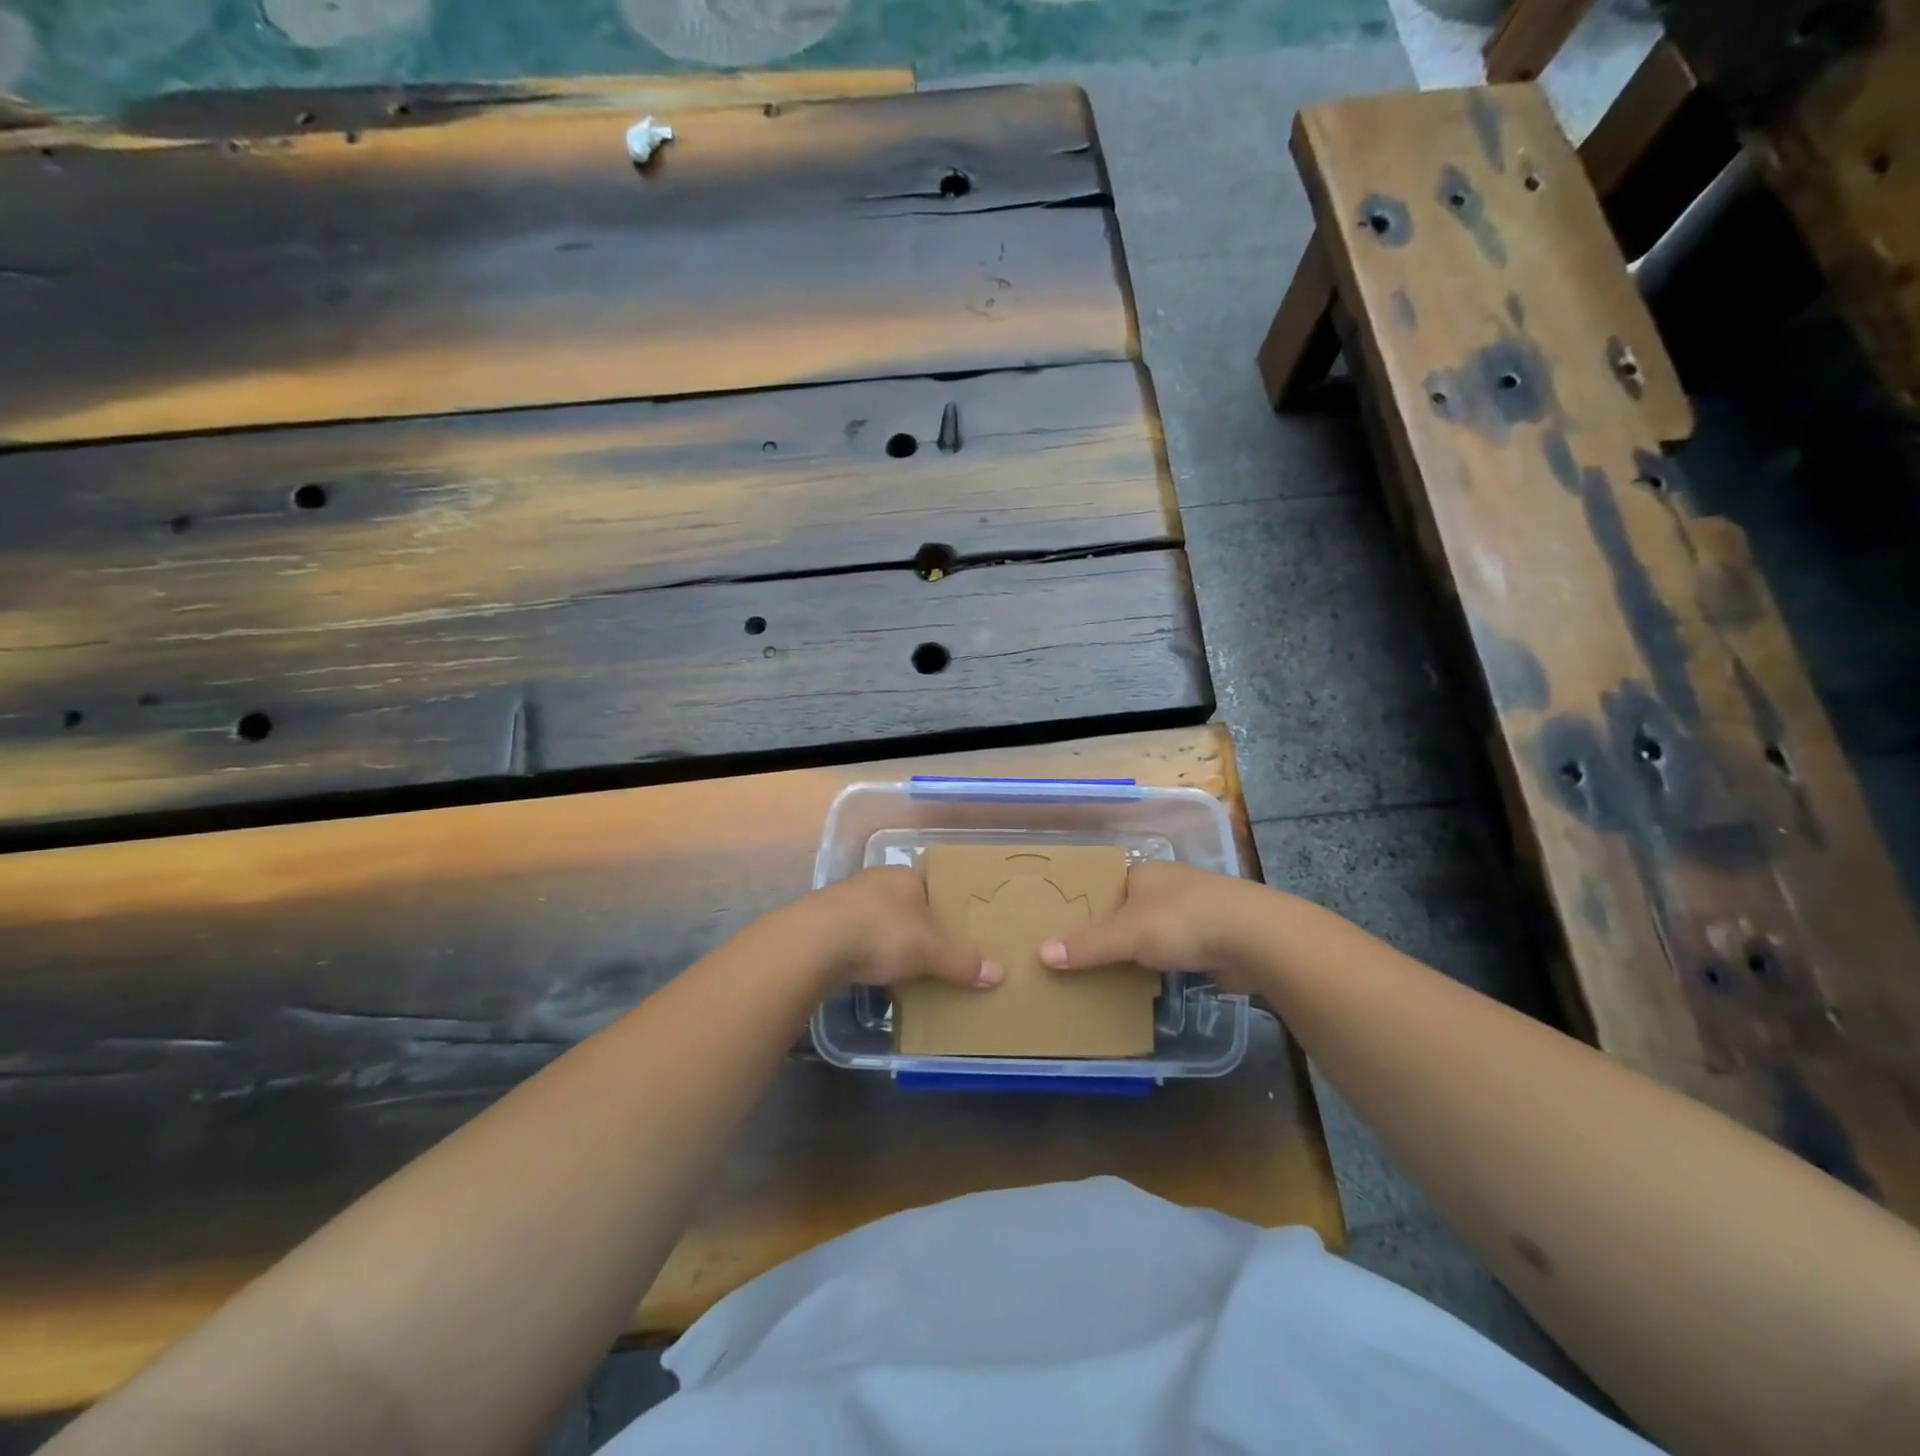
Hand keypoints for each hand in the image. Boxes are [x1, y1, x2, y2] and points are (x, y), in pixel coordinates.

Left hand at [800, 867, 1004, 993]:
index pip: (930, 889)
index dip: (941, 912)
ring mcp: (845, 900)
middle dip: (914, 931)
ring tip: (900, 973)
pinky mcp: (822, 923)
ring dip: (886, 944)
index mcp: (904, 876)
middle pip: (903, 907)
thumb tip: (999, 974)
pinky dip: (862, 955)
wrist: (814, 943)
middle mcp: (875, 881)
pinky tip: (867, 976)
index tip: (950, 937)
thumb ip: (961, 962)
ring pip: (876, 922)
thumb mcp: (929, 951)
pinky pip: (852, 938)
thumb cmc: (882, 933)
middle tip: (929, 958)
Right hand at [1038, 860, 1261, 991]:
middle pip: (1131, 909)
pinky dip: (1167, 966)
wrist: (1254, 937)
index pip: (1108, 886)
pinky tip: (1154, 984)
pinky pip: (1180, 951)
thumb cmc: (1182, 920)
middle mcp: (1170, 885)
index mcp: (1145, 873)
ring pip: (1158, 931)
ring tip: (1114, 975)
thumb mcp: (1126, 934)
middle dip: (1114, 932)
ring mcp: (1198, 910)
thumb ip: (1086, 945)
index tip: (1068, 930)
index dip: (1088, 906)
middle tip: (1084, 958)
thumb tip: (1042, 953)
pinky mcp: (1218, 937)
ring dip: (1143, 951)